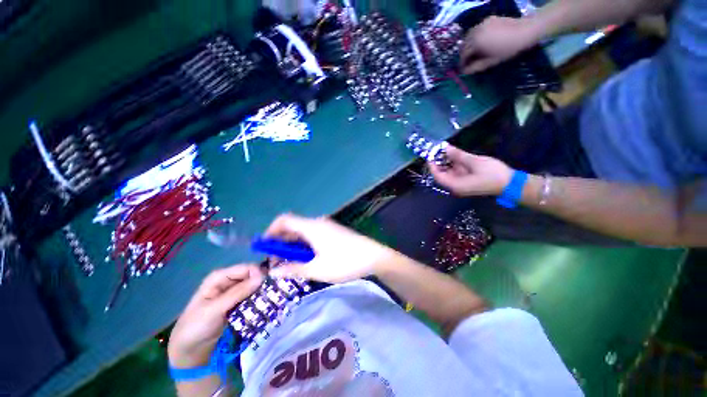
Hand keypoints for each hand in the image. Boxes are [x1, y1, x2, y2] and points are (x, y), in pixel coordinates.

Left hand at [168, 265, 263, 367]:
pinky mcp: (237, 303)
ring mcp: (233, 292)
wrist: (189, 350)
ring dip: (261, 292)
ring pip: (253, 286)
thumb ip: (238, 292)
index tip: (268, 285)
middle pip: (251, 276)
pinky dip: (257, 300)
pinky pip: (251, 297)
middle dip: (261, 283)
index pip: (246, 268)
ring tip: (270, 300)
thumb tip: (262, 277)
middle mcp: (228, 281)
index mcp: (220, 277)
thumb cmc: (196, 326)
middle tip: (271, 293)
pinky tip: (264, 305)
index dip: (258, 274)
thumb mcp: (215, 309)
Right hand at [265, 214, 396, 282]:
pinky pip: (313, 235)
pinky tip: (308, 259)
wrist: (374, 256)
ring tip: (292, 264)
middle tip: (277, 262)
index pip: (284, 220)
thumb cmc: (344, 262)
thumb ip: (293, 269)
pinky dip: (305, 245)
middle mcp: (317, 222)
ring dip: (294, 246)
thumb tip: (273, 272)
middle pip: (293, 226)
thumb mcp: (317, 269)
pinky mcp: (333, 232)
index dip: (271, 231)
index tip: (265, 248)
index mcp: (311, 227)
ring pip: (303, 232)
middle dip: (281, 243)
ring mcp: (327, 227)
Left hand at [429, 146, 512, 195]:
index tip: (430, 154)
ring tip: (445, 150)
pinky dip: (454, 164)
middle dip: (439, 162)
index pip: (437, 176)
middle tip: (438, 150)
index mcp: (455, 185)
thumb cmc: (492, 173)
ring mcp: (461, 185)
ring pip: (449, 173)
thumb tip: (445, 148)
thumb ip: (458, 155)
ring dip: (447, 162)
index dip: (432, 165)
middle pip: (442, 175)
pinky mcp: (467, 181)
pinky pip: (457, 173)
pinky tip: (454, 155)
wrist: (511, 184)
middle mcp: (455, 187)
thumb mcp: (474, 162)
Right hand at [460, 16, 536, 73]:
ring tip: (473, 52)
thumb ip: (476, 67)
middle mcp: (475, 31)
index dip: (462, 63)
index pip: (463, 55)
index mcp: (476, 42)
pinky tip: (480, 41)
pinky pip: (476, 30)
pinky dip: (474, 37)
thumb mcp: (491, 61)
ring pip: (468, 36)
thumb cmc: (508, 49)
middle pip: (463, 45)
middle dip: (464, 54)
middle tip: (466, 61)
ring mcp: (481, 24)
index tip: (463, 69)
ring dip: (468, 45)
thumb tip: (464, 72)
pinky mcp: (487, 19)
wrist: (525, 30)